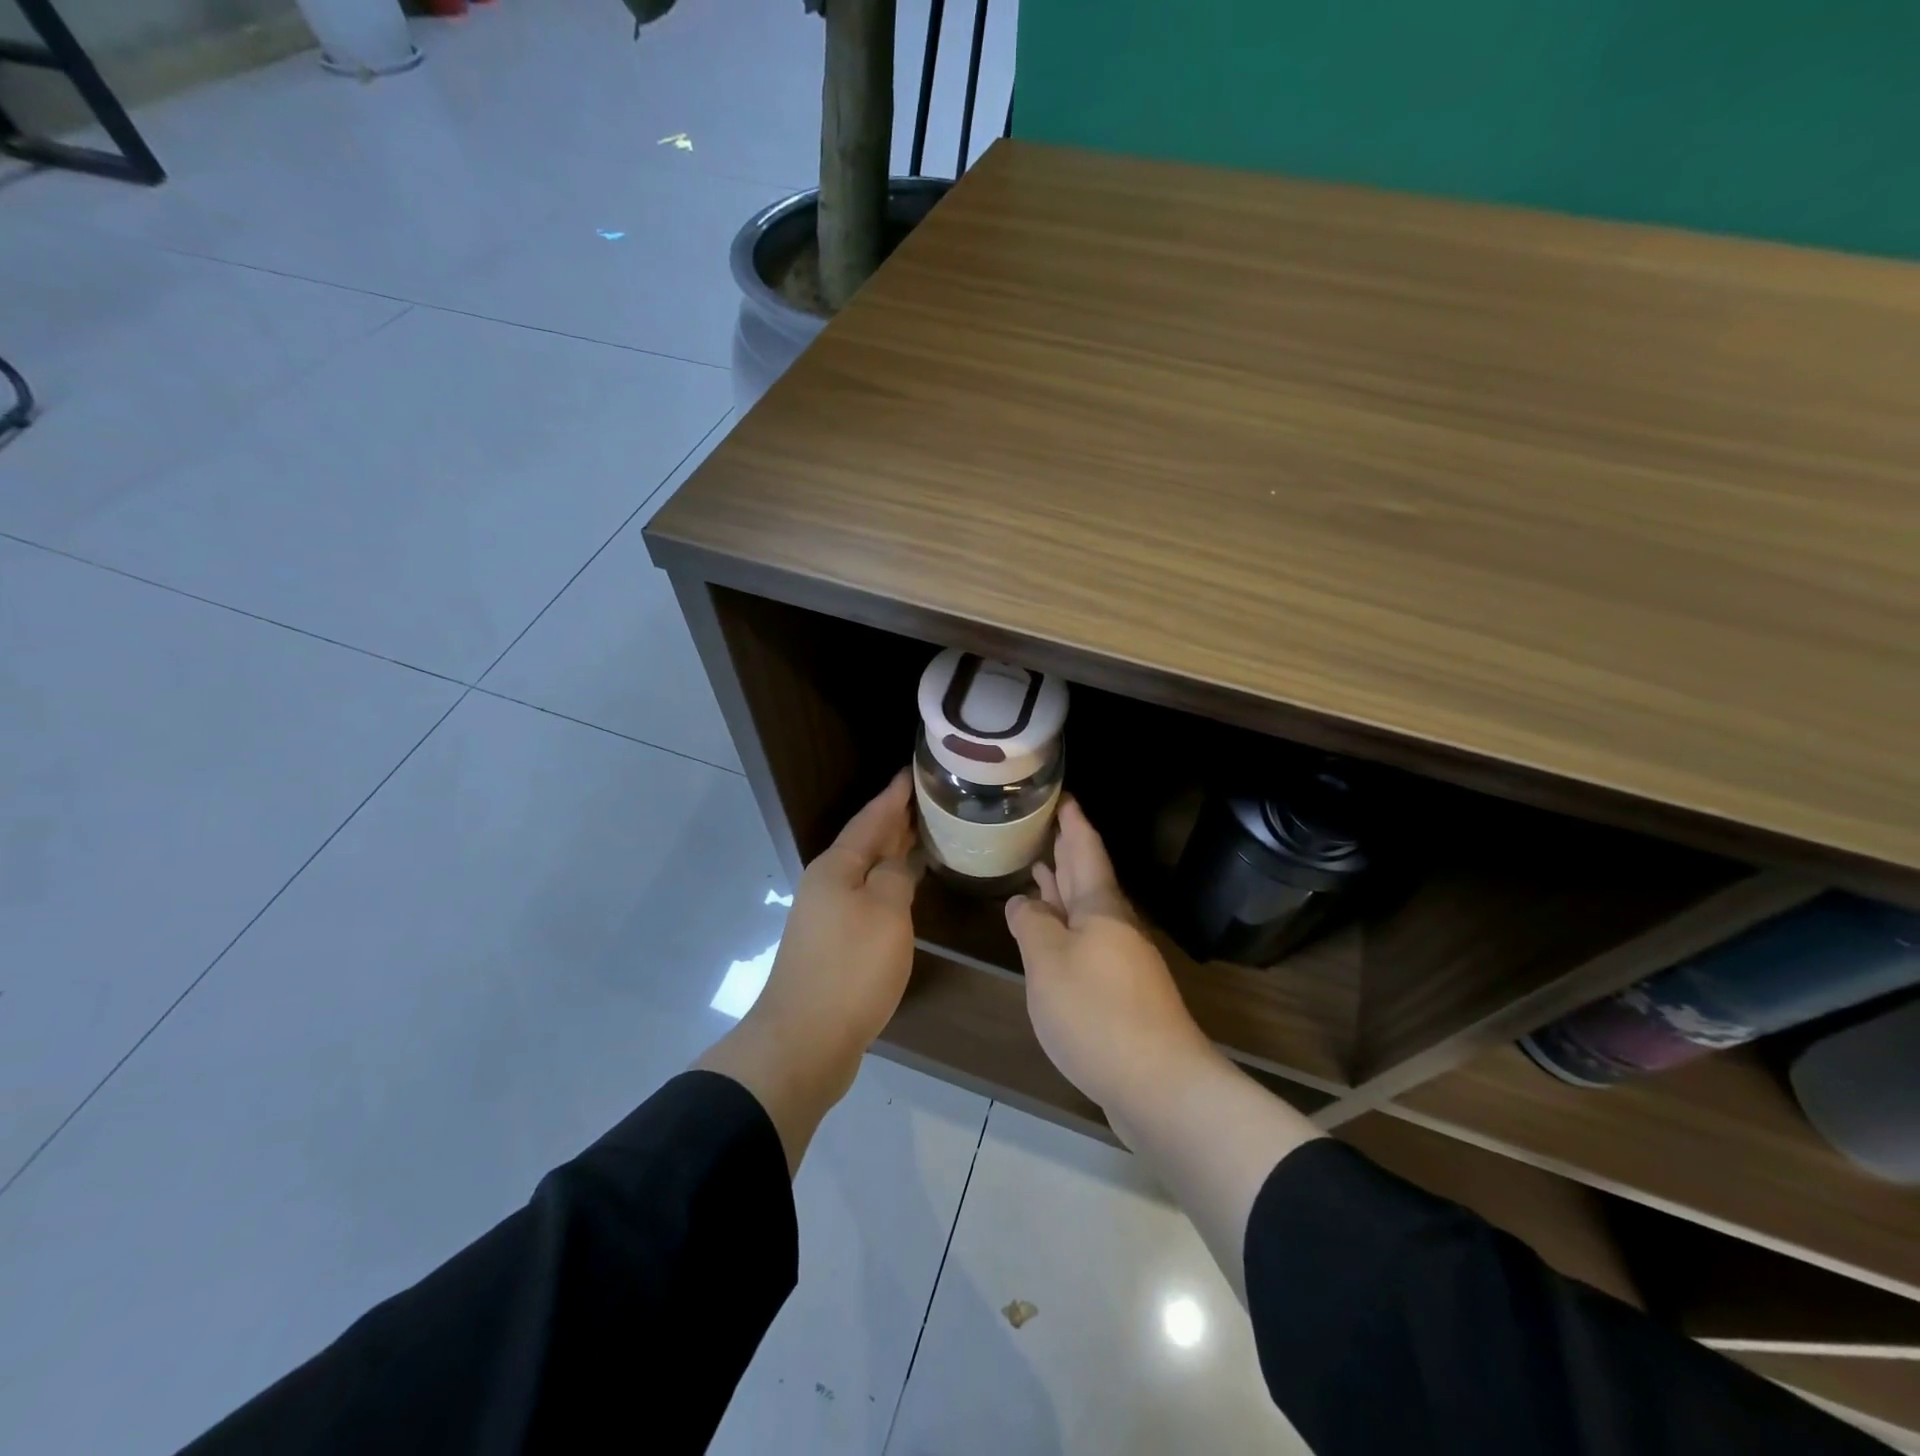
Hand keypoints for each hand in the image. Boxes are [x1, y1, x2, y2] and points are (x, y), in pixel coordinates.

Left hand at [756, 768, 922, 1067]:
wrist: (805, 1040)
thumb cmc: (850, 969)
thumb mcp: (886, 913)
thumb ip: (896, 876)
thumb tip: (897, 863)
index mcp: (837, 867)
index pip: (871, 818)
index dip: (894, 795)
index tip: (913, 772)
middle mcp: (827, 884)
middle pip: (865, 842)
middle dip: (894, 820)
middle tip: (928, 800)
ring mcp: (827, 915)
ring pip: (867, 871)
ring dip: (892, 853)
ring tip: (924, 836)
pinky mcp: (833, 944)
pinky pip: (866, 898)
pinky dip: (889, 885)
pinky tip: (906, 890)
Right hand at [1005, 799, 1216, 1115]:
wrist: (1158, 1084)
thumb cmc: (1096, 1012)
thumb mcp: (1048, 962)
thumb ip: (1031, 926)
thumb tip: (1022, 902)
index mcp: (1100, 908)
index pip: (1085, 850)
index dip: (1073, 822)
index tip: (1063, 795)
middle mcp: (1114, 926)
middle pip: (1088, 877)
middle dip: (1067, 850)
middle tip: (1045, 824)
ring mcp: (1120, 960)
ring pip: (1085, 911)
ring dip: (1062, 888)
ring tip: (1038, 868)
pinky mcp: (1119, 992)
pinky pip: (1086, 942)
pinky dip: (1065, 927)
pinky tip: (1049, 935)